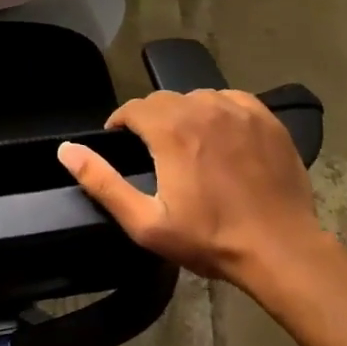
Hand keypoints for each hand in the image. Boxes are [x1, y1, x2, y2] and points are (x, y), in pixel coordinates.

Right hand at [57, 90, 331, 293]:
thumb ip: (102, 182)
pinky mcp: (266, 118)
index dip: (121, 123)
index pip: (134, 108)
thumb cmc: (209, 239)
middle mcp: (203, 108)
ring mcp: (239, 110)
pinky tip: (221, 138)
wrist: (280, 248)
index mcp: (171, 130)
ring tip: (188, 145)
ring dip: (185, 114)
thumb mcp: (145, 223)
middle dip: (151, 120)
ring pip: (197, 98)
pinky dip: (218, 112)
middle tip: (153, 151)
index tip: (121, 143)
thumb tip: (67, 150)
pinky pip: (231, 100)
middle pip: (164, 100)